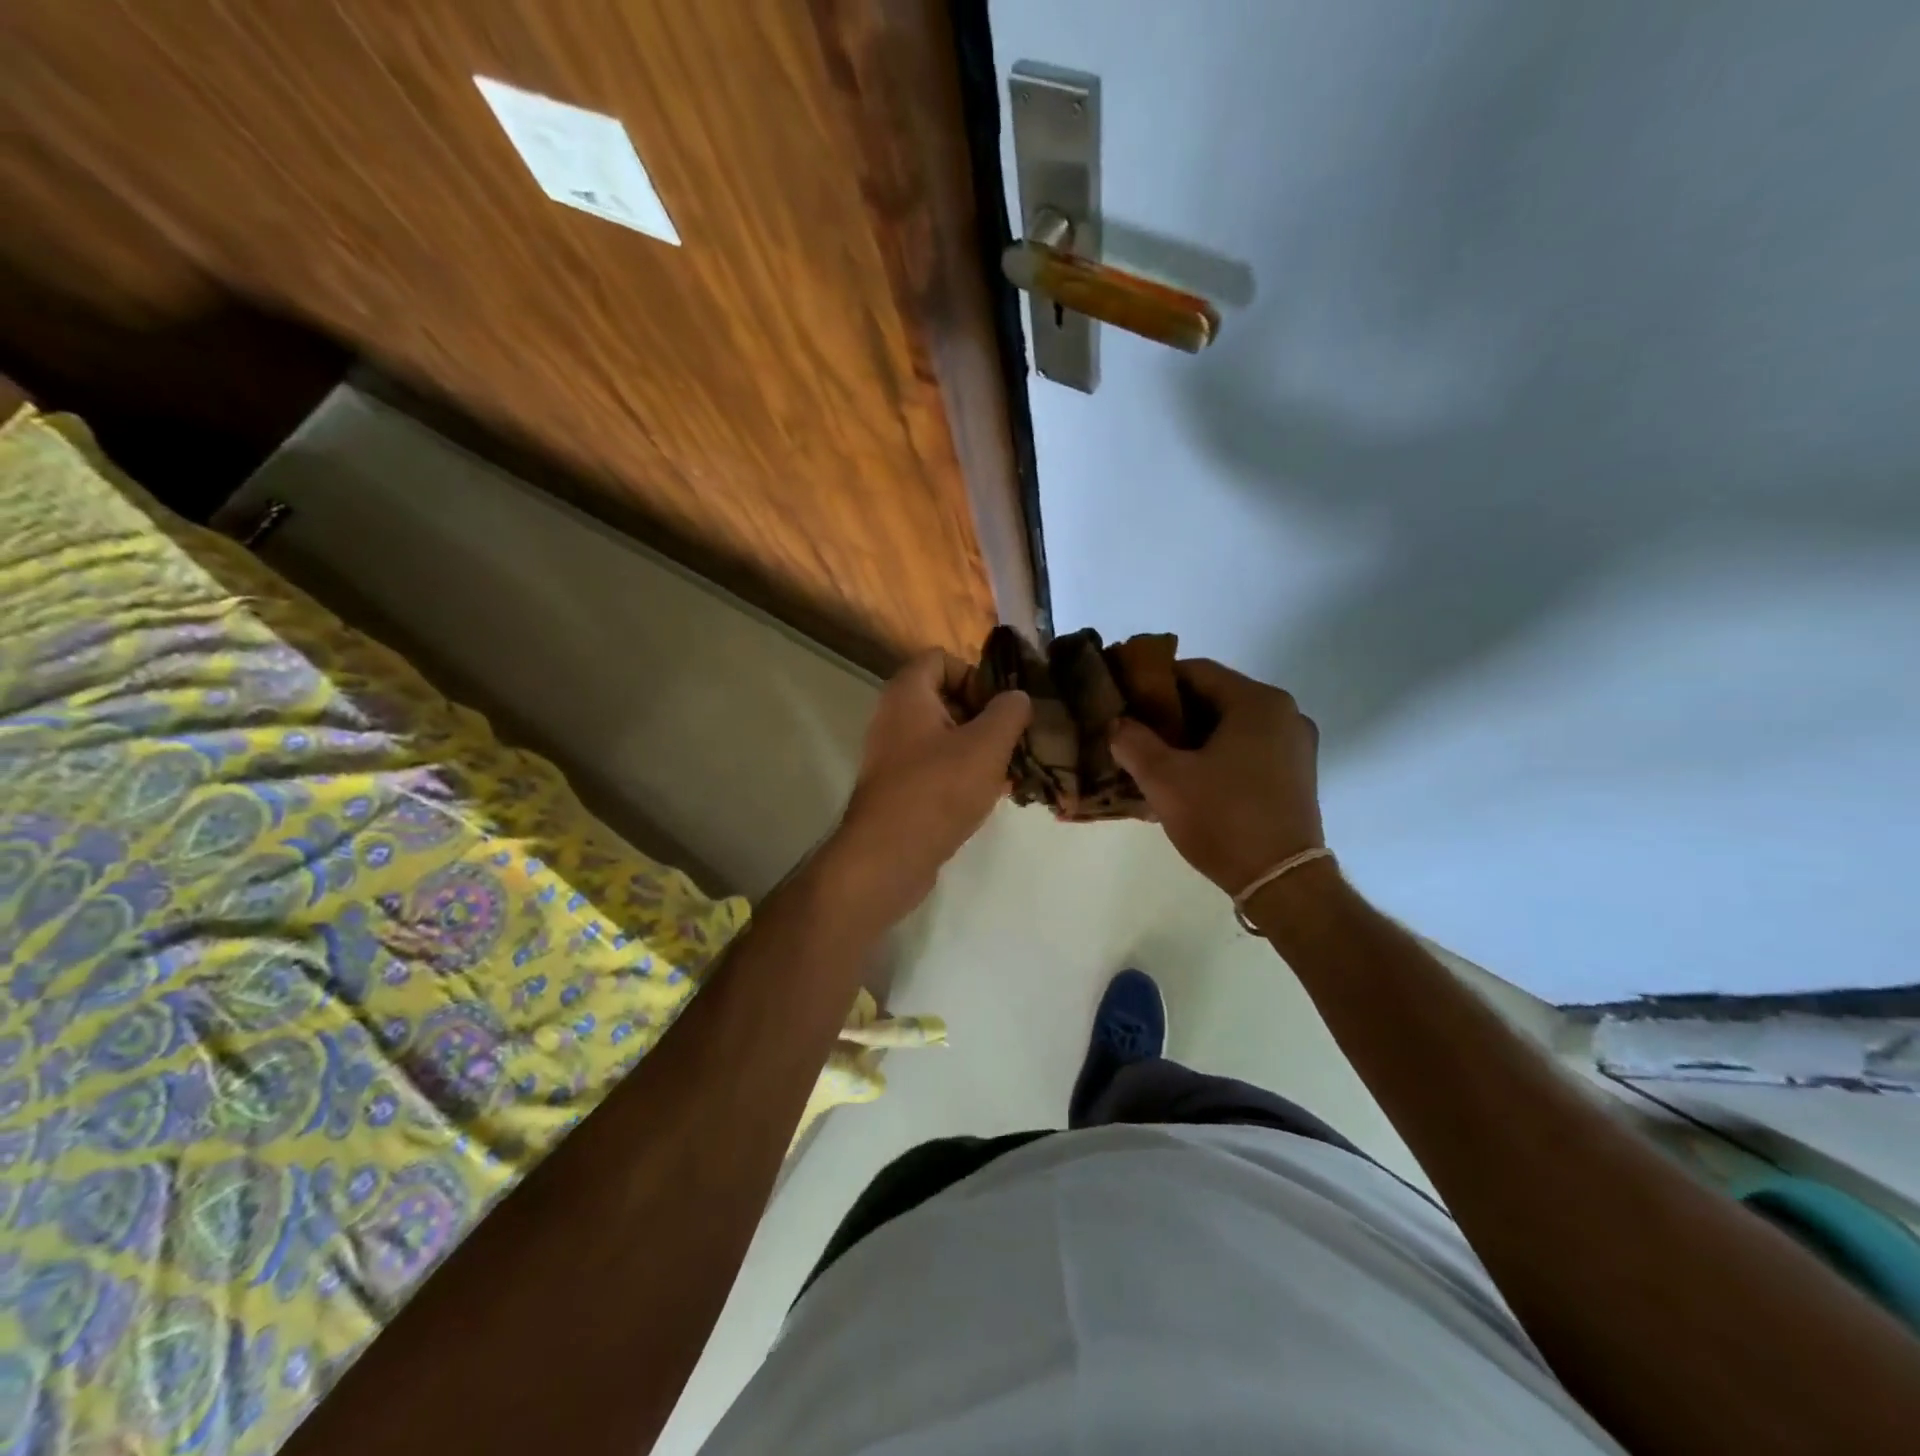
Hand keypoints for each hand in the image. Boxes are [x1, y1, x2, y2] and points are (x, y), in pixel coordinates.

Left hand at [827, 649, 1031, 925]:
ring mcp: (894, 755)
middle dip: (985, 716)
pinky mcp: (900, 788)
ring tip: (1012, 769)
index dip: (976, 674)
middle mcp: (895, 717)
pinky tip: (993, 795)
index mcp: (908, 693)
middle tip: (1015, 739)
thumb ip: (1009, 712)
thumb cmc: (938, 790)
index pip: (942, 659)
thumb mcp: (987, 745)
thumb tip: (1017, 697)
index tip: (1002, 706)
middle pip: (947, 698)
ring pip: (946, 736)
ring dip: (980, 748)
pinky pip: (937, 767)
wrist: (887, 857)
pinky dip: (964, 774)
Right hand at [1109, 658, 1323, 896]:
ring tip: (1155, 758)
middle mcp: (1284, 714)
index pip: (1195, 671)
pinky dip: (1216, 755)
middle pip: (1214, 697)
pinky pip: (1247, 748)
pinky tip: (1189, 779)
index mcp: (1257, 702)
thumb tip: (1117, 723)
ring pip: (1230, 725)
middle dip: (1171, 713)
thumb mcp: (1164, 778)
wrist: (1282, 882)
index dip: (1154, 682)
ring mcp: (1295, 745)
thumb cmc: (1223, 818)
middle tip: (1134, 732)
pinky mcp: (1296, 774)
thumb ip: (1132, 741)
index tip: (1125, 701)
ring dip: (1192, 737)